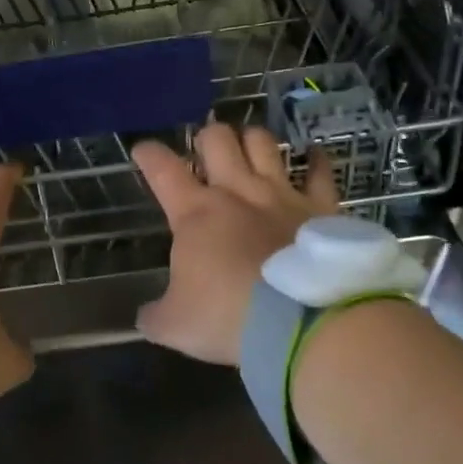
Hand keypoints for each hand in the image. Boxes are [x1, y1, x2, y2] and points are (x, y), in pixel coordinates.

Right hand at [132, 124, 336, 366]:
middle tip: (205, 151)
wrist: (301, 324)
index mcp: (195, 213)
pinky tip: (313, 153)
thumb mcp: (175, 326)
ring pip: (262, 143)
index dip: (149, 154)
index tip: (142, 149)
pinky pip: (320, 172)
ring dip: (252, 139)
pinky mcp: (320, 207)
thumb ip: (156, 315)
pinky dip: (316, 160)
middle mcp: (237, 191)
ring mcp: (281, 195)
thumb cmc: (228, 318)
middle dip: (207, 137)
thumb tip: (147, 316)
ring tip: (249, 146)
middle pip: (217, 139)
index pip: (163, 169)